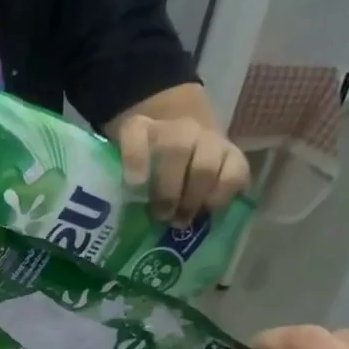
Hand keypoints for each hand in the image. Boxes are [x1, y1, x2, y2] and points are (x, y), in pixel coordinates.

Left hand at [116, 113, 251, 228]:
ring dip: (194, 197)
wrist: (184, 137)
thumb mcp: (123, 163)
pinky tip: (208, 212)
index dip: (134, 158)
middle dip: (168, 190)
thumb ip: (116, 180)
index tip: (134, 184)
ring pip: (206, 164)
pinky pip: (236, 173)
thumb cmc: (146, 162)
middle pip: (176, 150)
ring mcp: (209, 139)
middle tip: (162, 216)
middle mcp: (180, 129)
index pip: (134, 133)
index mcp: (142, 129)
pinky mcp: (234, 155)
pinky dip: (223, 196)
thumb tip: (111, 212)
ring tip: (183, 220)